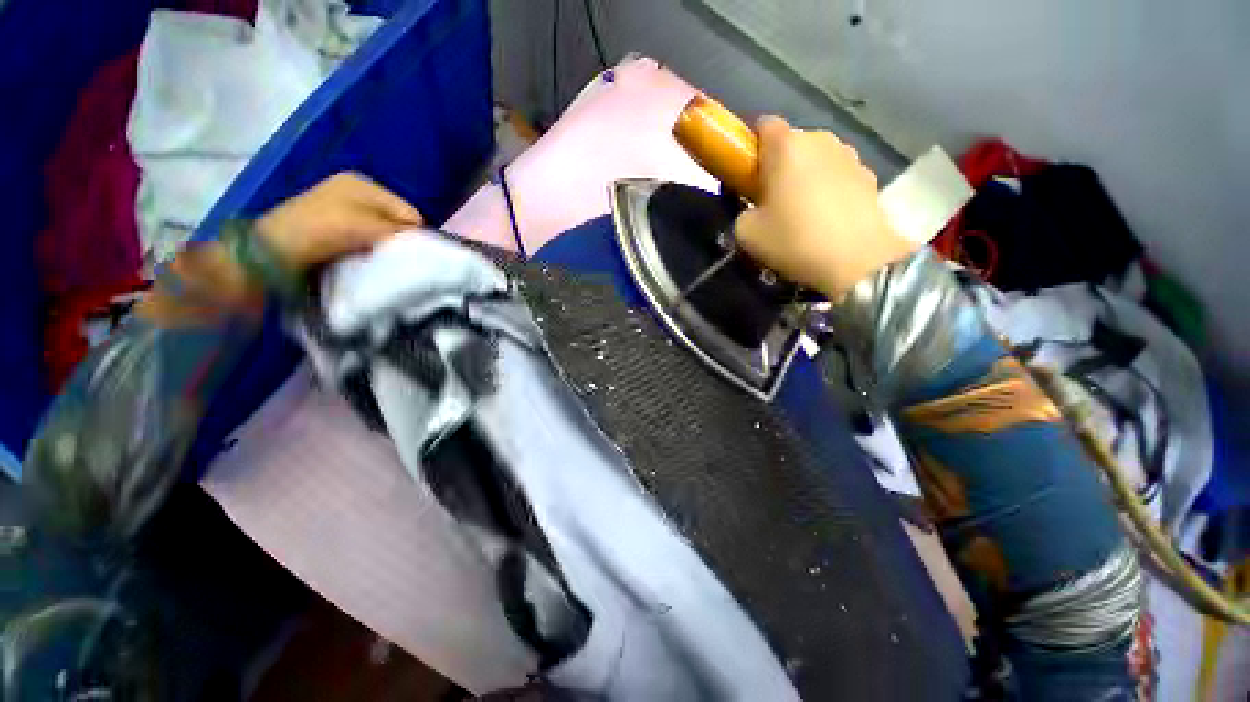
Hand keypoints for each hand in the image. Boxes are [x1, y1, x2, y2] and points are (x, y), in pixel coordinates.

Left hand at [256, 172, 422, 273]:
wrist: (273, 250)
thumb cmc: (323, 231)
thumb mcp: (368, 228)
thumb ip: (400, 231)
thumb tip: (426, 241)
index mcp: (364, 184)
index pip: (410, 212)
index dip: (413, 233)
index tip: (409, 253)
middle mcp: (355, 190)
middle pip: (396, 220)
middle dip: (398, 238)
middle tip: (393, 256)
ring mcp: (343, 206)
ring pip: (382, 229)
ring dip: (384, 245)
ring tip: (377, 257)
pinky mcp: (334, 223)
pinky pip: (366, 235)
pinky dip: (370, 246)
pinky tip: (364, 255)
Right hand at [734, 117, 916, 299]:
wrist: (857, 260)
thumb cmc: (793, 240)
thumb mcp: (746, 233)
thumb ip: (742, 212)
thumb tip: (753, 210)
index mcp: (786, 146)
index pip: (763, 125)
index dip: (752, 146)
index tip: (747, 174)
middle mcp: (820, 139)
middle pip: (791, 143)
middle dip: (778, 165)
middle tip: (771, 200)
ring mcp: (849, 155)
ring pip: (816, 159)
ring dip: (805, 177)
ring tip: (802, 213)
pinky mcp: (869, 176)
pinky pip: (838, 175)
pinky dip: (828, 189)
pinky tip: (827, 219)